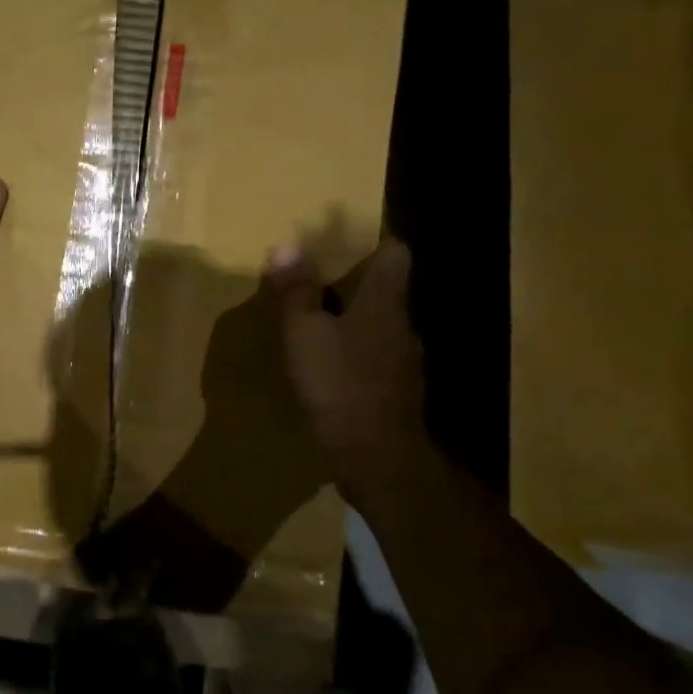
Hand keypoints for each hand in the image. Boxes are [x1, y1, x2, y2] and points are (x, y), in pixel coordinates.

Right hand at [266, 236, 444, 494]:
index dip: (377, 240)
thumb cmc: (339, 383)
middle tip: (320, 280)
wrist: (377, 456)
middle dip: (357, 283)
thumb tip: (287, 246)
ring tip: (321, 324)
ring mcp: (405, 362)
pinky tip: (332, 368)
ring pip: (381, 327)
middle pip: (387, 291)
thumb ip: (297, 291)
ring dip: (356, 320)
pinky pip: (376, 359)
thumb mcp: (305, 333)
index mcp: (384, 302)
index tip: (349, 238)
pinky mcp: (397, 392)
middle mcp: (402, 326)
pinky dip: (357, 354)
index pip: (396, 254)